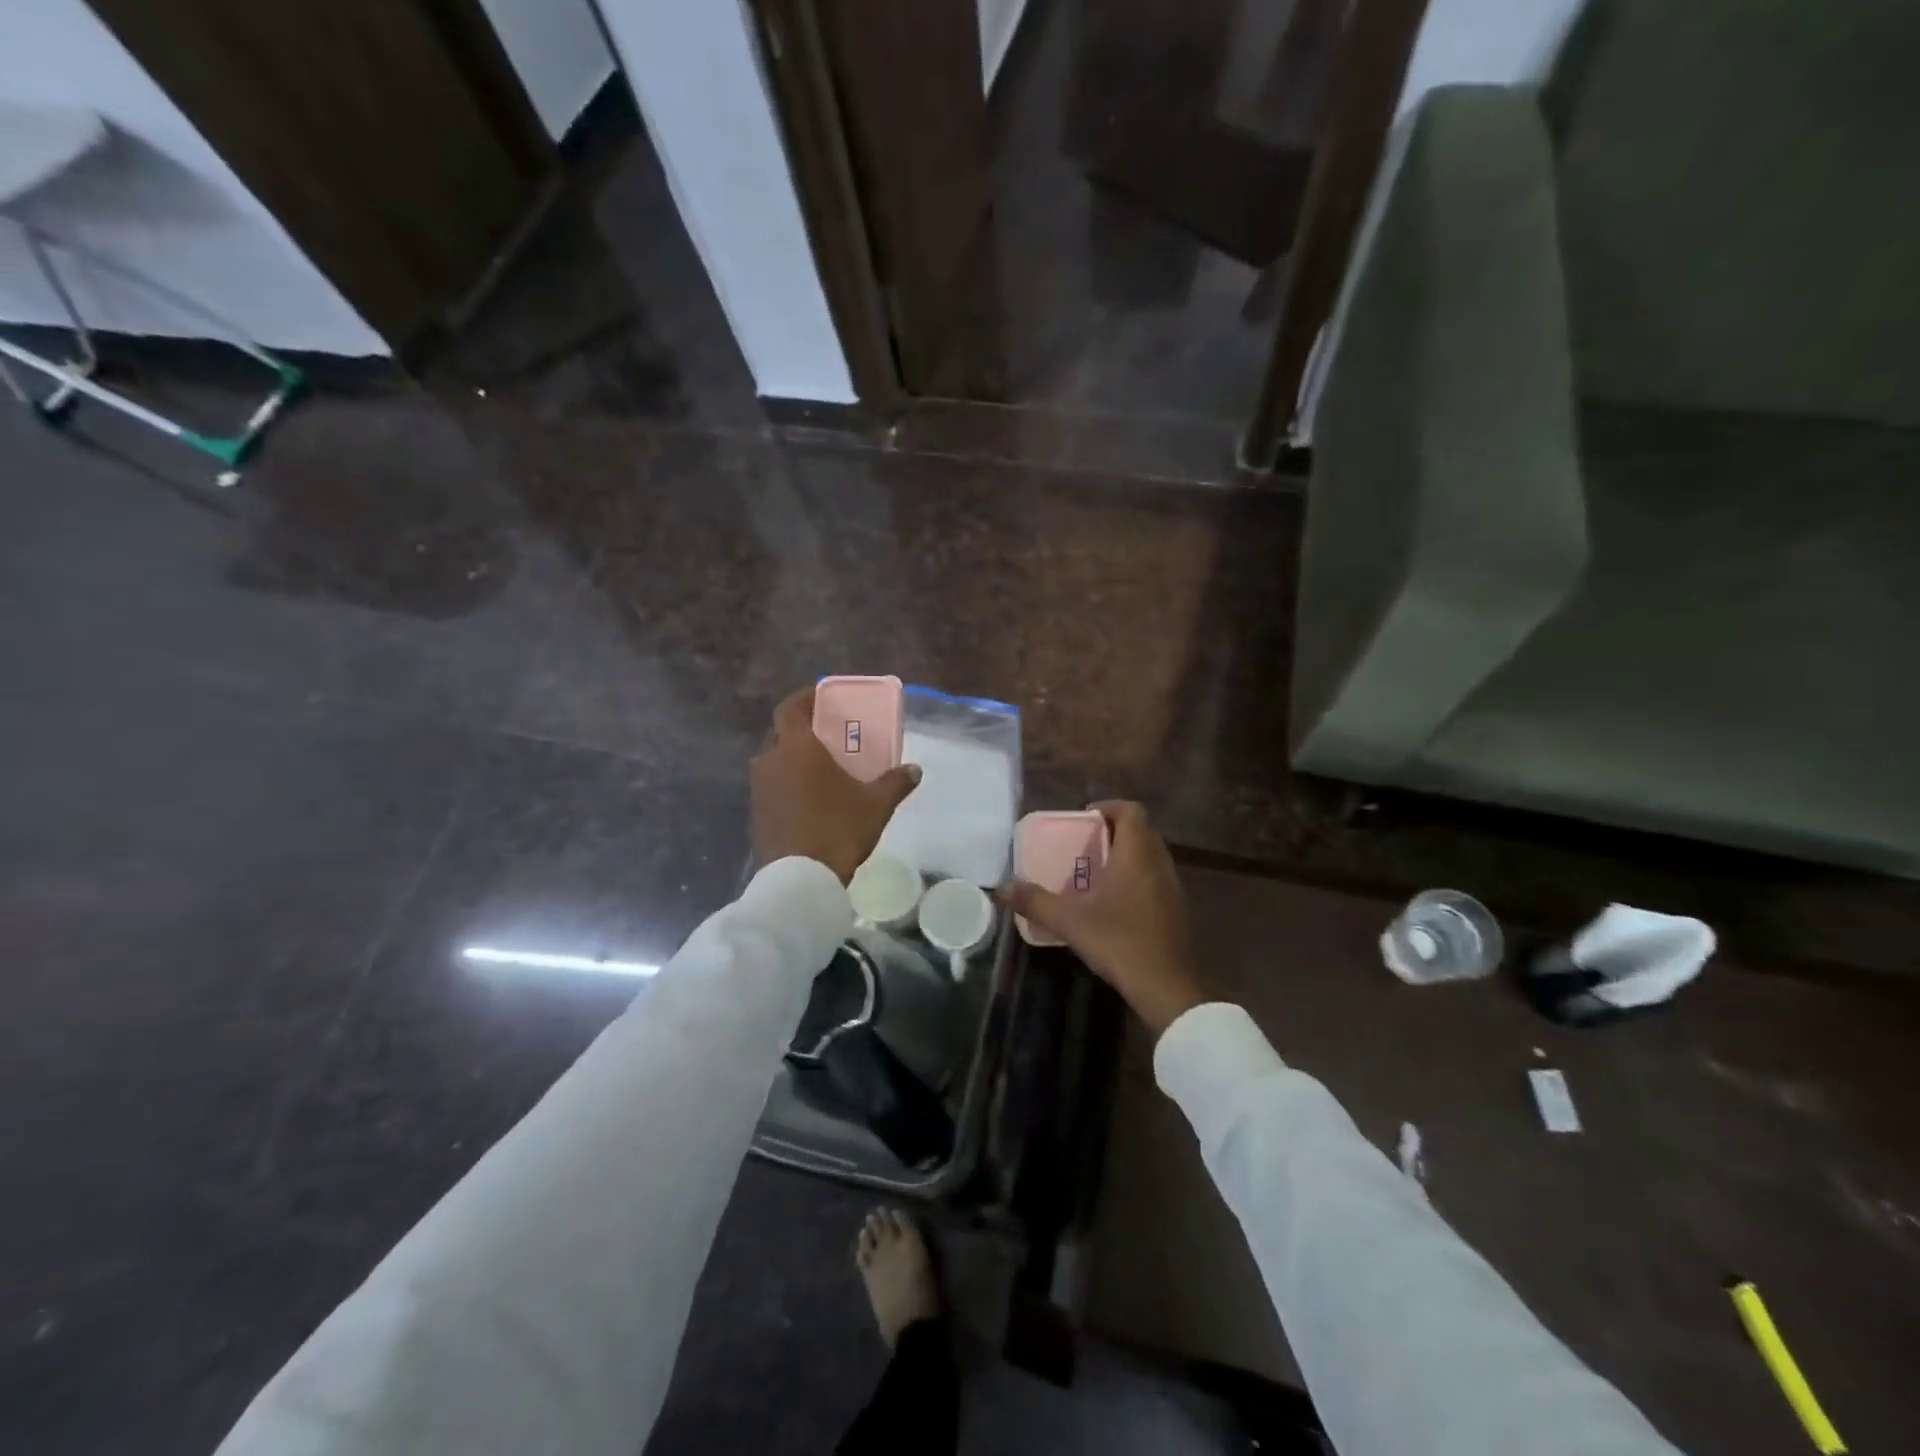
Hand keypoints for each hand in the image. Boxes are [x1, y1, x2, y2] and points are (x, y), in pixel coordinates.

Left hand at [750, 686, 920, 883]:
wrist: (799, 879)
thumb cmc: (838, 829)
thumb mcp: (876, 805)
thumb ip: (896, 782)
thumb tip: (915, 769)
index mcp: (797, 748)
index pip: (790, 708)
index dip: (804, 698)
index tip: (820, 697)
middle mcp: (770, 761)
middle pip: (780, 734)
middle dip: (800, 730)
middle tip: (825, 736)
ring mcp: (759, 789)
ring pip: (773, 762)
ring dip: (791, 760)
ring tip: (818, 769)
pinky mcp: (755, 814)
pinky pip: (771, 788)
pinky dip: (786, 785)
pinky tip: (807, 800)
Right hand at [1000, 801, 1205, 1037]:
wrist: (1167, 987)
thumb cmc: (1119, 941)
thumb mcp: (1069, 921)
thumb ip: (1034, 901)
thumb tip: (1001, 887)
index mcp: (1136, 854)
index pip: (1131, 810)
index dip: (1108, 807)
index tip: (1084, 818)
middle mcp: (1158, 863)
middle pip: (1140, 831)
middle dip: (1113, 831)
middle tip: (1084, 845)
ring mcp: (1172, 887)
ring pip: (1149, 856)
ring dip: (1125, 856)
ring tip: (1094, 872)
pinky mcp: (1176, 909)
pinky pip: (1154, 878)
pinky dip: (1135, 878)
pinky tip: (1113, 903)